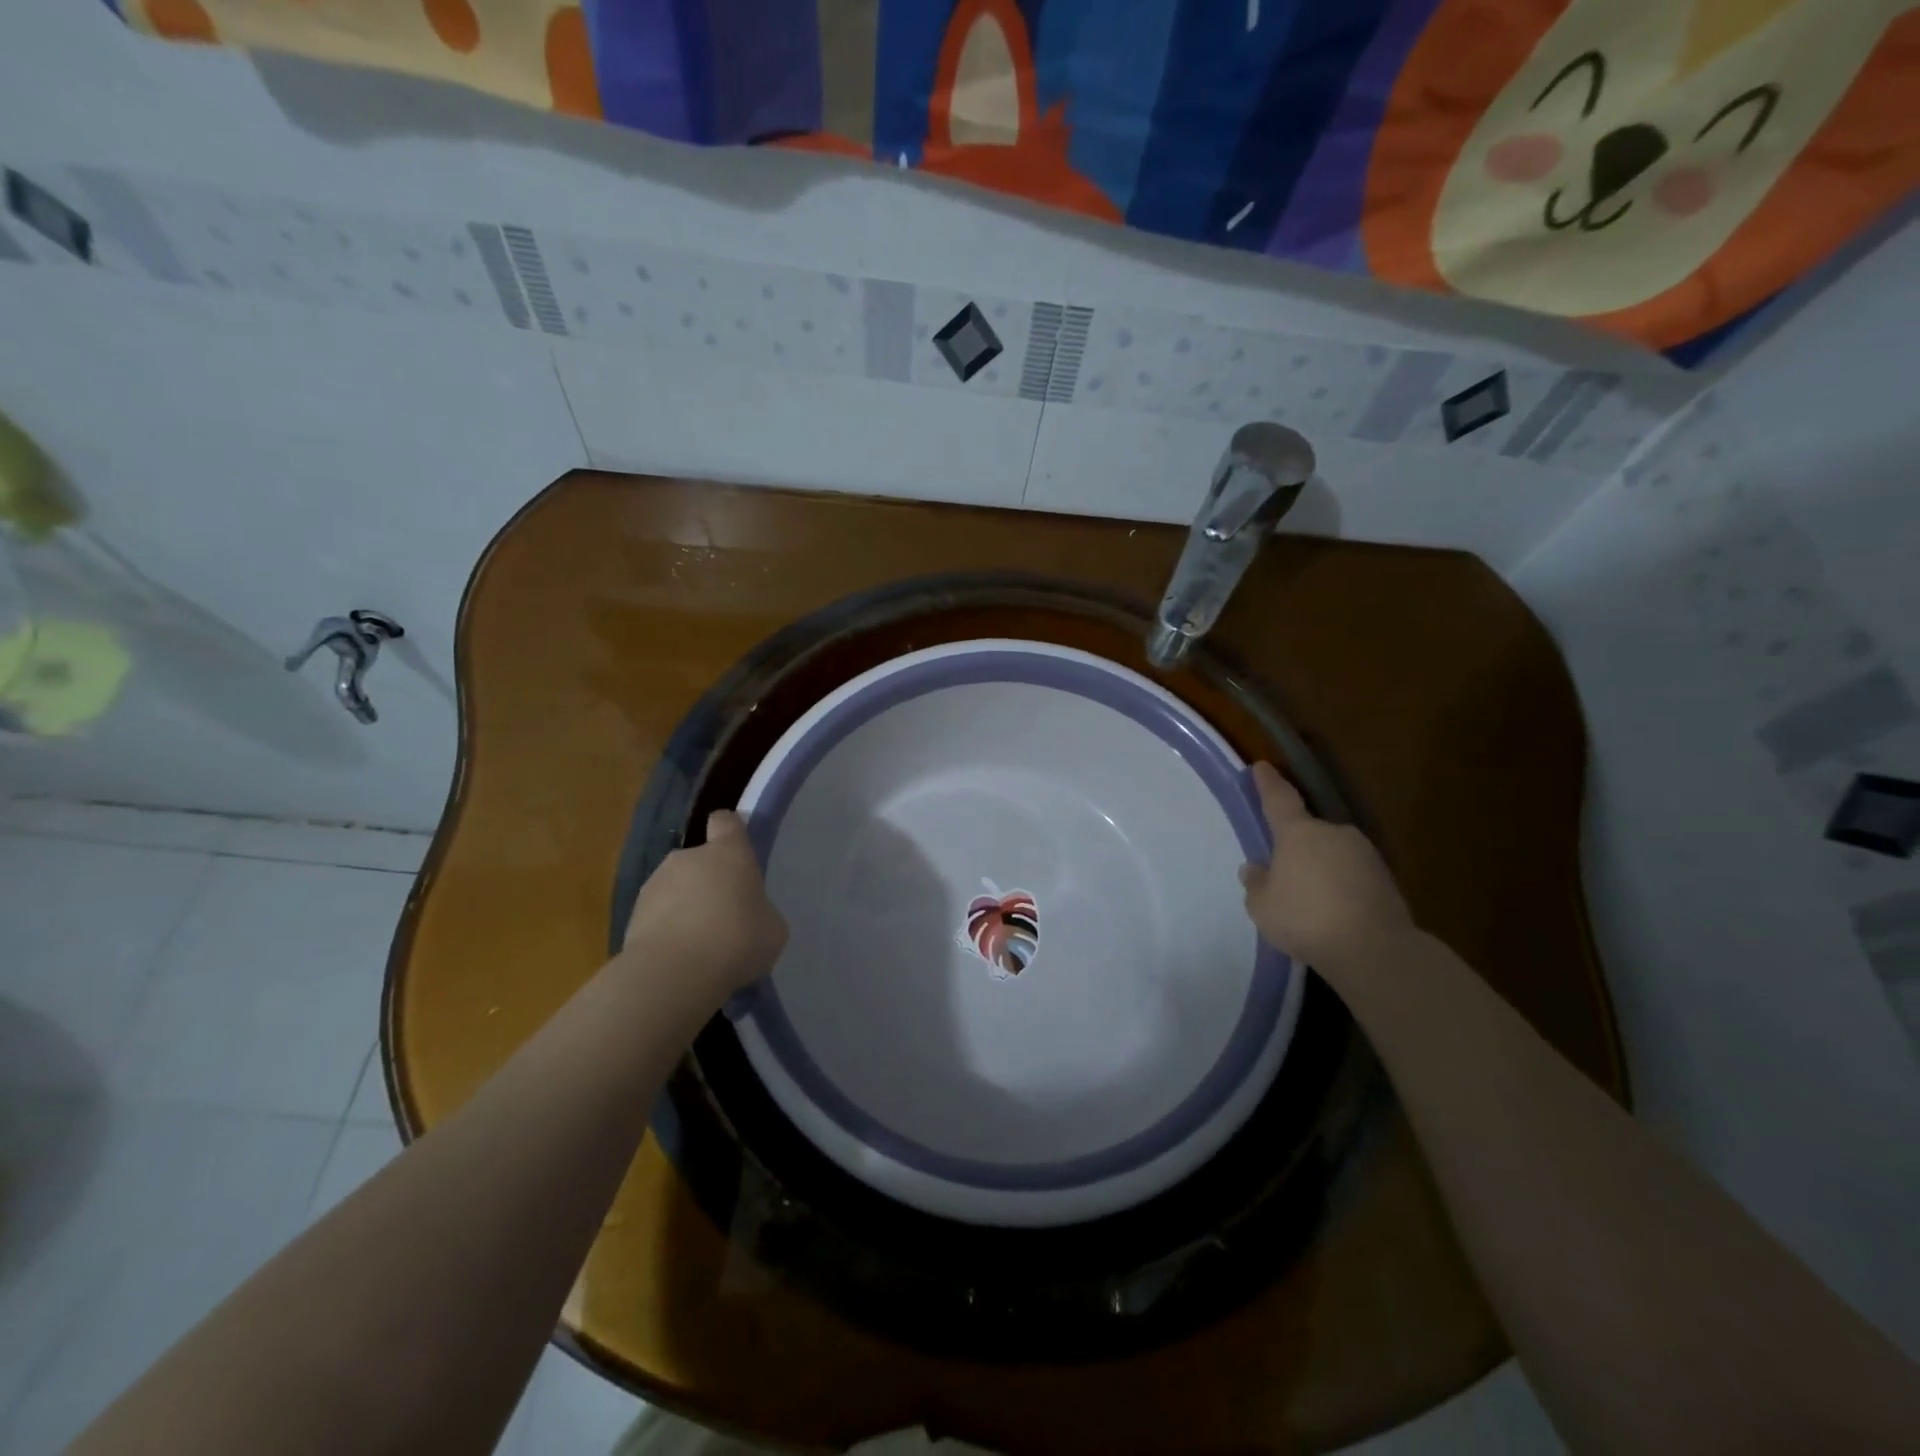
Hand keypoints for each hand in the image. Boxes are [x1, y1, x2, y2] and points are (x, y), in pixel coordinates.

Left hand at [623, 810, 787, 1000]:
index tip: (737, 850)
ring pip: (676, 887)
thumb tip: (749, 915)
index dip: (731, 831)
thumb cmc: (737, 941)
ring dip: (685, 906)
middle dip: (709, 881)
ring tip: (698, 944)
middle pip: (700, 859)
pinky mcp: (631, 914)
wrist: (673, 975)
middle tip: (723, 915)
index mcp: (729, 853)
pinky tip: (678, 958)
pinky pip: (657, 915)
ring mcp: (655, 883)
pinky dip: (666, 930)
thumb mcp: (772, 928)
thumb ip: (760, 911)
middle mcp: (688, 857)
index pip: (726, 821)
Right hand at [1239, 761, 1414, 971]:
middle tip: (1285, 872)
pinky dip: (1342, 886)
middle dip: (1297, 846)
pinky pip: (1353, 874)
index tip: (1261, 766)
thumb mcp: (1262, 906)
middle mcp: (1333, 833)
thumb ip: (1256, 883)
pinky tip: (1335, 912)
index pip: (1278, 798)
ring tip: (1312, 900)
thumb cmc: (1305, 919)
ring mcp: (1364, 853)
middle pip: (1309, 831)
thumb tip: (1255, 868)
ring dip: (1322, 867)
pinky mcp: (1386, 878)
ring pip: (1333, 853)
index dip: (1268, 782)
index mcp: (1298, 832)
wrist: (1373, 949)